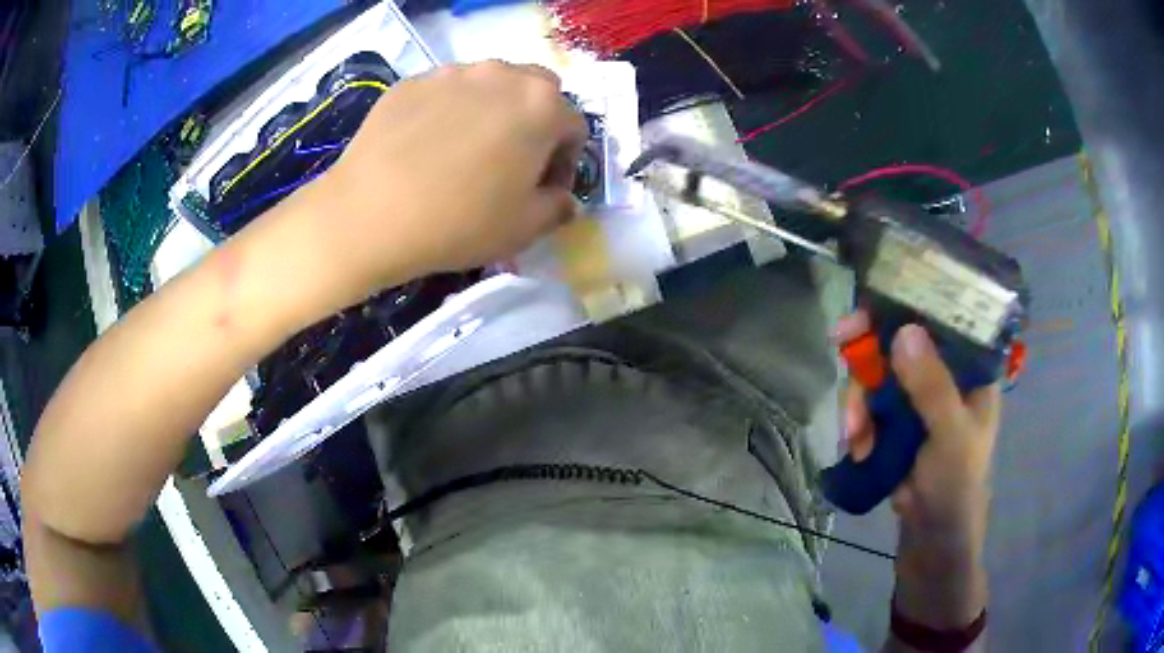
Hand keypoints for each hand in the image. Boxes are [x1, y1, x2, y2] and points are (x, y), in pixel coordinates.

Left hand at [306, 61, 587, 299]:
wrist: (369, 214)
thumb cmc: (458, 222)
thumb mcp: (524, 228)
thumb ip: (558, 208)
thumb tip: (565, 200)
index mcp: (542, 106)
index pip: (574, 126)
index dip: (565, 161)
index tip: (544, 188)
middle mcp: (502, 75)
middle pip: (536, 91)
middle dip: (535, 122)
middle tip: (510, 160)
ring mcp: (452, 73)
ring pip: (489, 85)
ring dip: (492, 110)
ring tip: (465, 150)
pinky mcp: (412, 82)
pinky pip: (444, 92)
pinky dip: (448, 111)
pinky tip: (426, 146)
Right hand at [838, 311, 997, 626]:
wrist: (931, 536)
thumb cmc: (955, 483)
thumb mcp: (950, 434)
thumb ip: (932, 387)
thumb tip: (904, 332)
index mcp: (971, 370)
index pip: (944, 318)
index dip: (912, 302)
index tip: (878, 300)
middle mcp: (945, 375)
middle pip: (904, 340)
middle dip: (872, 350)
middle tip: (841, 340)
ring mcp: (918, 398)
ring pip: (881, 372)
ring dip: (861, 398)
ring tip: (854, 432)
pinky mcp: (897, 421)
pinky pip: (871, 403)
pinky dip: (859, 420)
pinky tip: (857, 445)